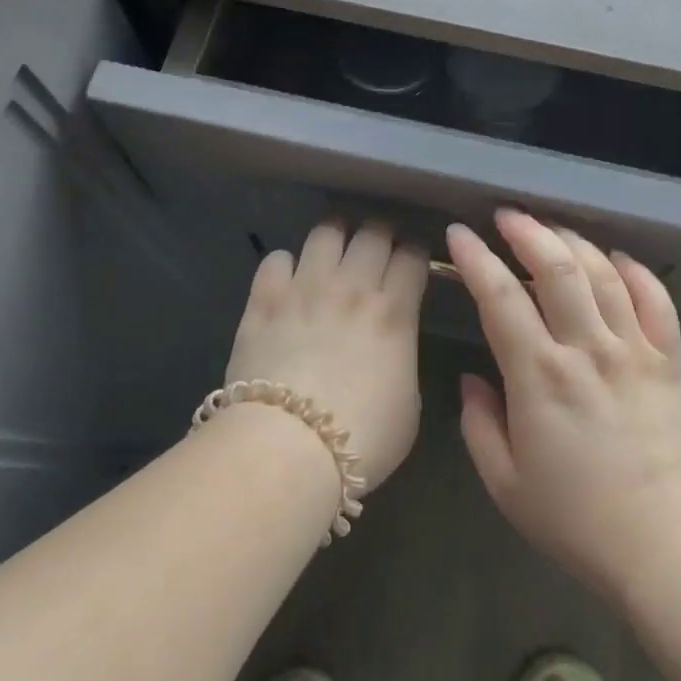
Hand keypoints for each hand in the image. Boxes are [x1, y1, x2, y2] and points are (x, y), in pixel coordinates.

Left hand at [223, 220, 428, 491]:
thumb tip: (393, 345)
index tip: (413, 258)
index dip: (416, 251)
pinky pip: (276, 259)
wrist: (287, 448)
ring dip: (336, 236)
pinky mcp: (264, 300)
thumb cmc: (362, 437)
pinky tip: (287, 278)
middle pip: (373, 232)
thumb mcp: (409, 403)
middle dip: (381, 233)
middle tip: (378, 247)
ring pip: (325, 232)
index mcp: (394, 311)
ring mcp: (305, 288)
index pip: (412, 256)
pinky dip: (285, 264)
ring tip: (334, 249)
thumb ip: (403, 358)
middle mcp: (352, 286)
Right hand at [450, 209, 680, 604]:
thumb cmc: (576, 520)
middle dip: (527, 231)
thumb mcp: (505, 483)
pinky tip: (617, 258)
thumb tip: (472, 377)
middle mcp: (587, 349)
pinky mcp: (669, 361)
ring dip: (574, 240)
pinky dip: (636, 271)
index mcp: (539, 376)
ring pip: (603, 273)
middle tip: (506, 215)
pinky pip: (656, 300)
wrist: (665, 546)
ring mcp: (633, 350)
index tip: (459, 234)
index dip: (475, 259)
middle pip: (557, 267)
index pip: (500, 296)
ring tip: (551, 228)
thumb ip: (479, 423)